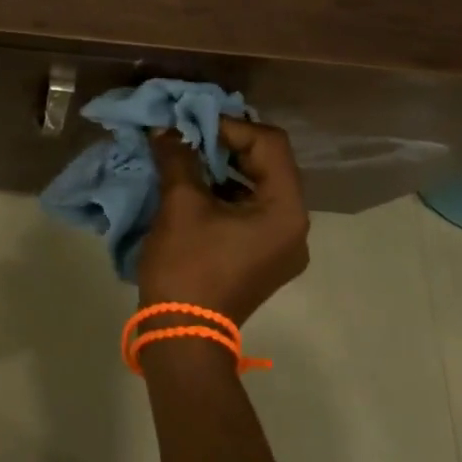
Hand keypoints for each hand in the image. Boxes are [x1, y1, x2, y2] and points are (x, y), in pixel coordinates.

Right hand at [137, 118, 309, 325]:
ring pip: (258, 186)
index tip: (192, 125)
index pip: (270, 145)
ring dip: (224, 167)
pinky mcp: (262, 257)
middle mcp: (295, 226)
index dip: (230, 126)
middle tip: (189, 135)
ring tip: (187, 156)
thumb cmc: (187, 266)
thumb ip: (178, 157)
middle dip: (227, 144)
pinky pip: (251, 209)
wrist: (181, 336)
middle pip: (269, 163)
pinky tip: (194, 185)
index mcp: (286, 211)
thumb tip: (166, 130)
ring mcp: (281, 245)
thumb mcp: (180, 204)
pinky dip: (225, 191)